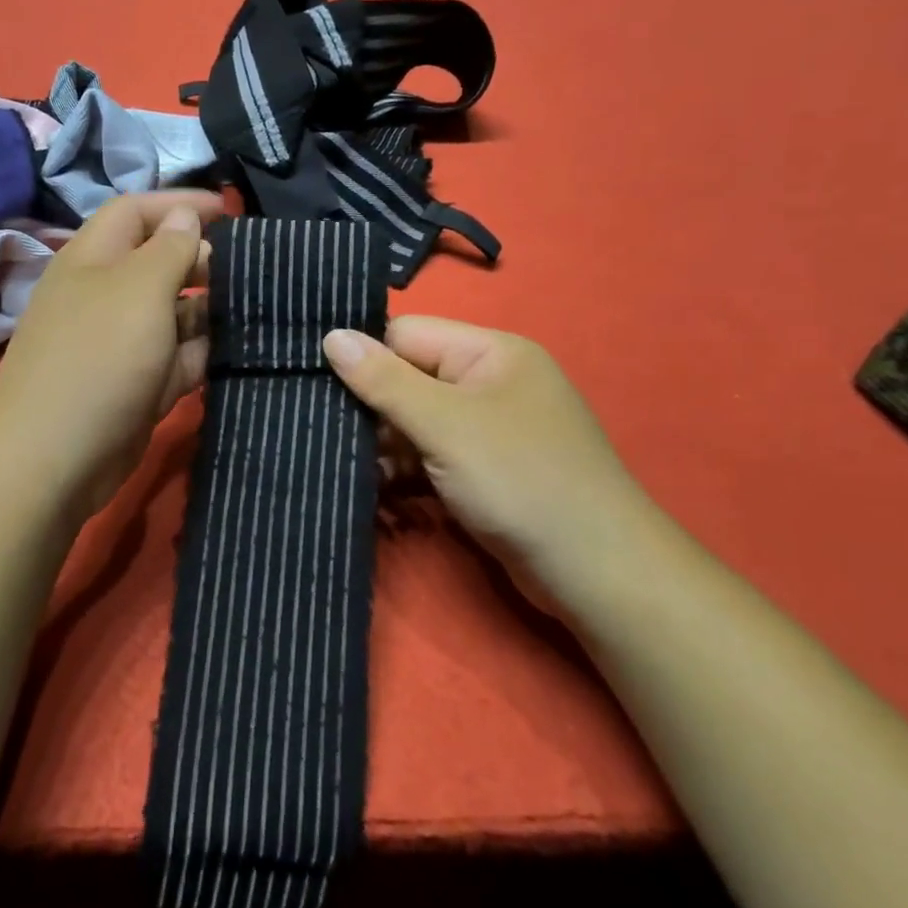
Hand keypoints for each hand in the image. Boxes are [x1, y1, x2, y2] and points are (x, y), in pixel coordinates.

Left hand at [0, 191, 221, 518]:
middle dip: (200, 259)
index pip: (136, 212)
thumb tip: (186, 218)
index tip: (230, 211)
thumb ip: (170, 249)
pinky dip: (201, 352)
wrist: (54, 458)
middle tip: (247, 269)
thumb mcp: (139, 289)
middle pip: (156, 262)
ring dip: (208, 309)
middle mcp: (104, 295)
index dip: (180, 204)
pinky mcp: (136, 385)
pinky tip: (237, 350)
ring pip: (171, 313)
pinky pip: (175, 358)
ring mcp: (120, 344)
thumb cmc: (98, 357)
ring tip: (254, 308)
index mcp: (93, 259)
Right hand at [323, 317, 645, 585]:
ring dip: (381, 443)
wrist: (595, 572)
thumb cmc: (521, 480)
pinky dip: (401, 469)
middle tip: (319, 427)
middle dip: (368, 406)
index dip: (363, 355)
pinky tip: (371, 486)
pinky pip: (429, 456)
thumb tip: (331, 335)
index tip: (312, 380)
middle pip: (408, 378)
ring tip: (337, 462)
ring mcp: (487, 430)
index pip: (407, 335)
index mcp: (489, 352)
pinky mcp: (481, 472)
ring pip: (414, 422)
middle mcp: (488, 383)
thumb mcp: (445, 424)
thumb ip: (384, 381)